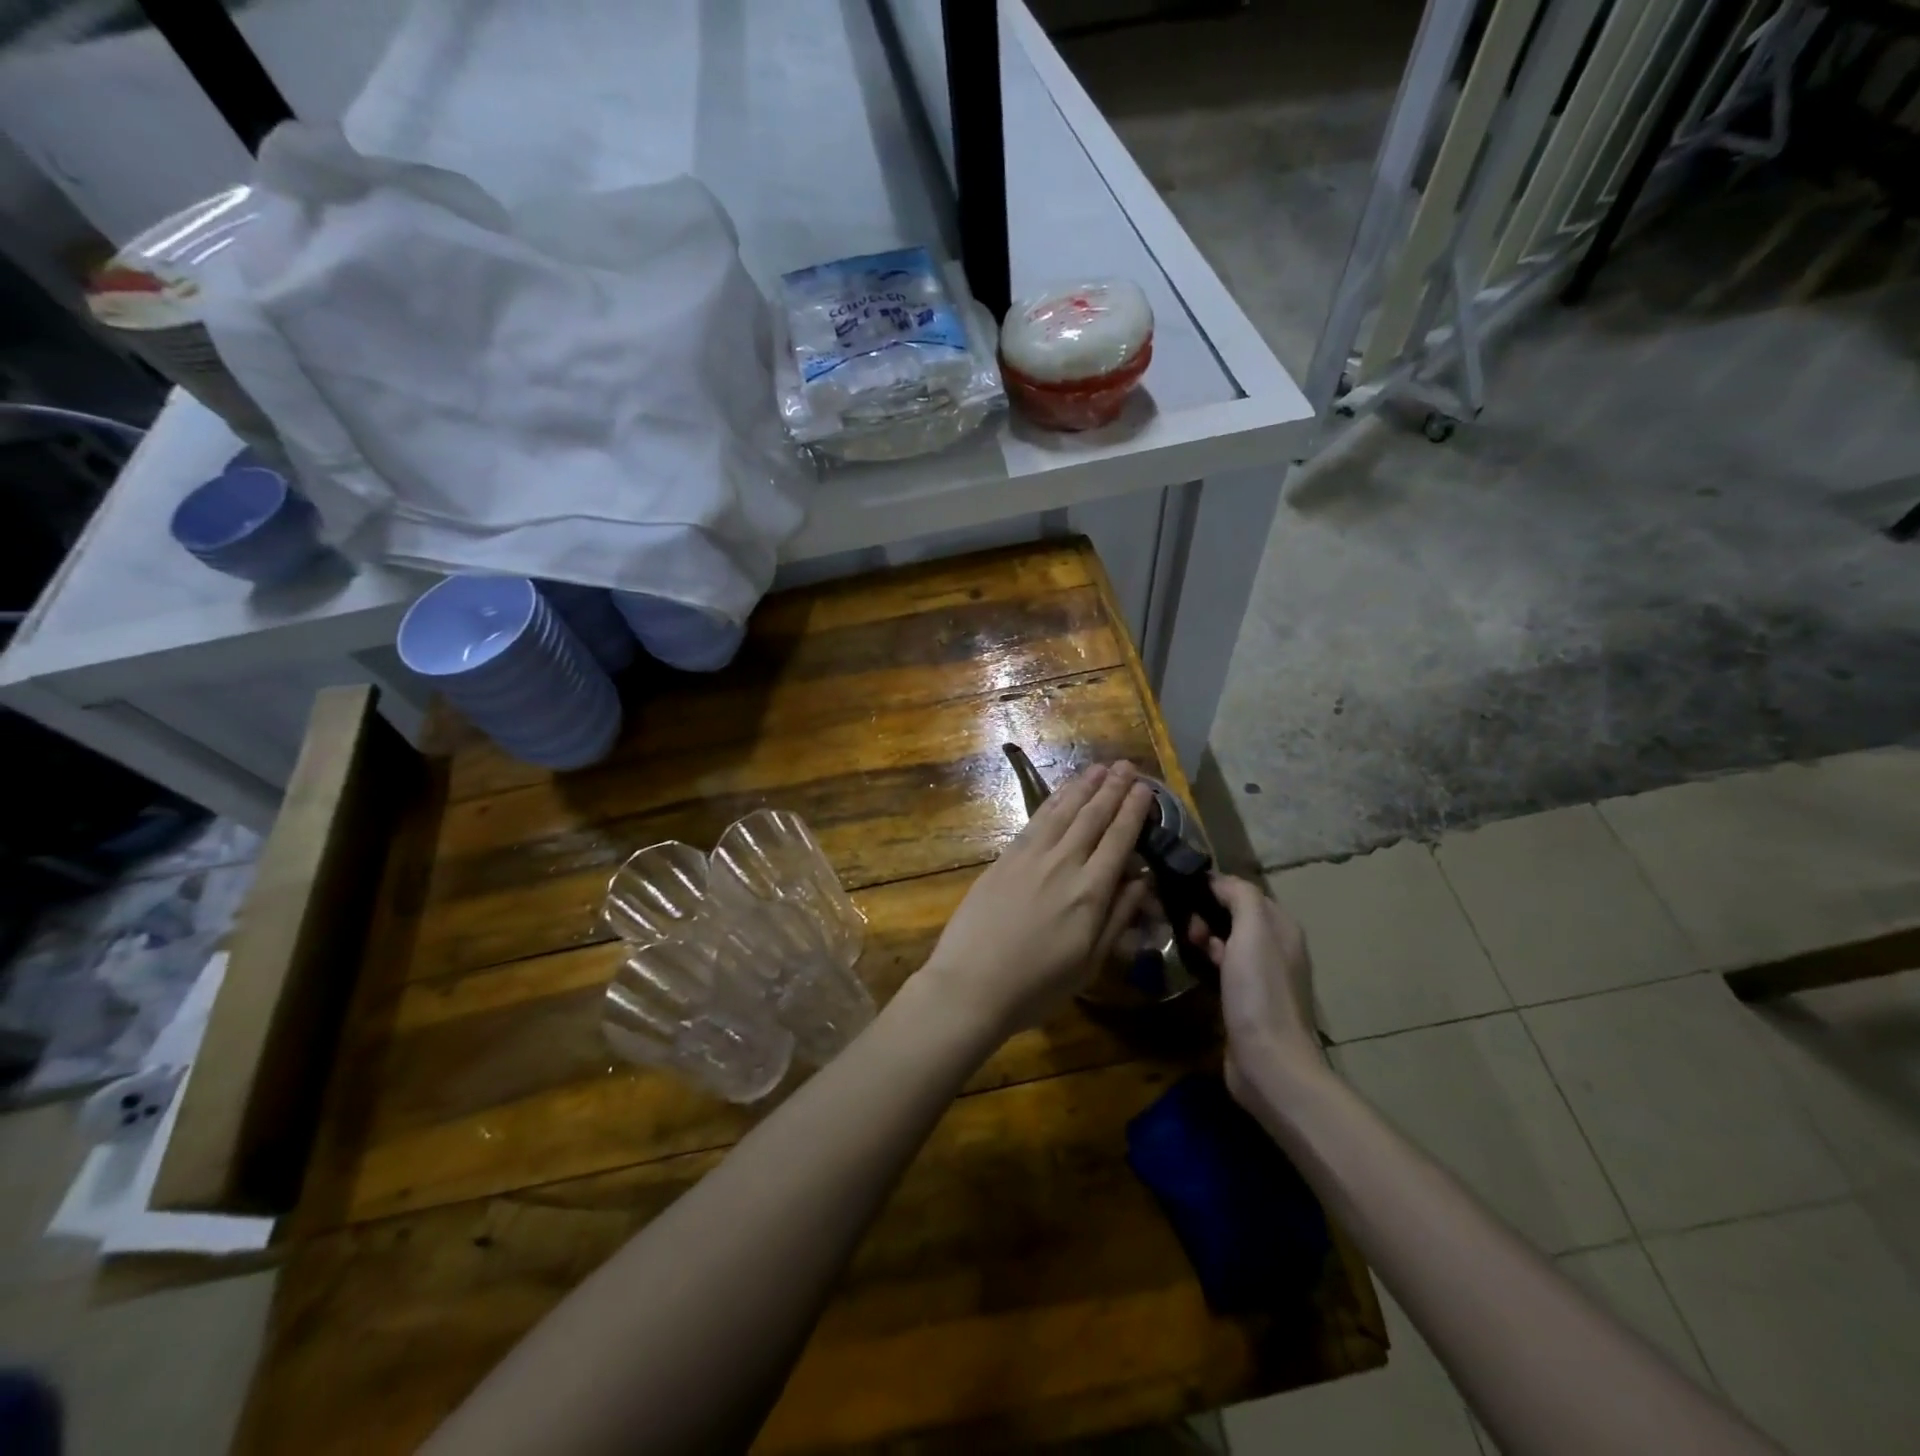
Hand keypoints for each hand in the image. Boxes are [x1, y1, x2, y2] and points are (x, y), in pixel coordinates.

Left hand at [920, 761, 1153, 1040]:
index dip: (1134, 811)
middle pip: (1093, 817)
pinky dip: (1052, 802)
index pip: (1119, 839)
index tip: (1146, 789)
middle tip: (1127, 766)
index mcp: (1091, 892)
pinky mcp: (1004, 858)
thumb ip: (1118, 916)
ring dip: (1084, 786)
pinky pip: (1035, 821)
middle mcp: (1063, 863)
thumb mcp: (1090, 962)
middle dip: (1112, 789)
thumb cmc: (1037, 985)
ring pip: (1063, 812)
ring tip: (1100, 768)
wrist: (971, 984)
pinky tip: (1061, 793)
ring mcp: (1030, 857)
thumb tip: (1143, 880)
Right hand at [1187, 874, 1324, 1104]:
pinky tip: (1192, 968)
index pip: (1244, 891)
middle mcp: (1276, 948)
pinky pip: (1224, 968)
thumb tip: (1218, 881)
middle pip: (1235, 915)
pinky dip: (1207, 962)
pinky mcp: (1247, 1001)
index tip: (1182, 894)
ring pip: (1227, 942)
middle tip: (1185, 928)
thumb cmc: (1260, 992)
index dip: (1214, 888)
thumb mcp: (1253, 931)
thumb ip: (1240, 897)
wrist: (1268, 1062)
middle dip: (1206, 914)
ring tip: (1183, 945)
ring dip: (1204, 938)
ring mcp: (1262, 977)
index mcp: (1282, 928)